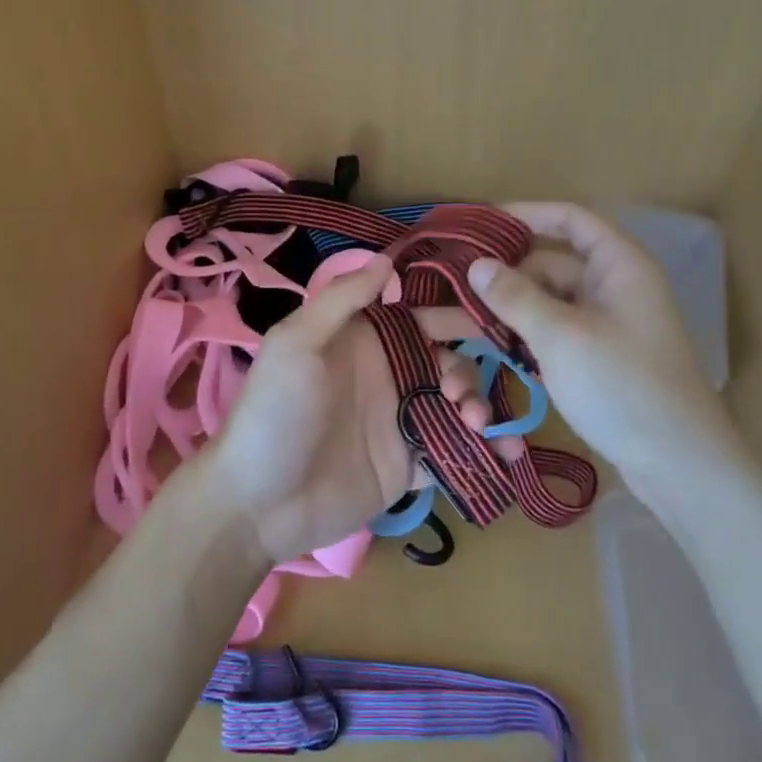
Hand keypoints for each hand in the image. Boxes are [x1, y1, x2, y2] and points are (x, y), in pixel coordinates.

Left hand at [204, 257, 486, 563]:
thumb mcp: (297, 343)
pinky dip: (481, 452)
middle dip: (468, 370)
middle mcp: (388, 376)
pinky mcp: (407, 465)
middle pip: (448, 361)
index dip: (456, 317)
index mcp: (365, 341)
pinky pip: (452, 451)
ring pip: (457, 404)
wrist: (259, 503)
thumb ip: (341, 299)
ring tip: (474, 424)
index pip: (422, 319)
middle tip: (460, 395)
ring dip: (477, 408)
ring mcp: (399, 422)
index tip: (492, 322)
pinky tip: (502, 457)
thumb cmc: (276, 412)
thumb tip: (387, 258)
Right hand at [467, 203, 737, 471]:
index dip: (525, 214)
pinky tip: (482, 351)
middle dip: (498, 278)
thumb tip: (477, 265)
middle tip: (446, 289)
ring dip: (501, 314)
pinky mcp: (596, 360)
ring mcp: (604, 326)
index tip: (479, 224)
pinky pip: (550, 335)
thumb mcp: (561, 336)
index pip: (569, 219)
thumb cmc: (622, 386)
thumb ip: (515, 296)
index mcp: (617, 265)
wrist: (680, 466)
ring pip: (543, 305)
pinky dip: (520, 339)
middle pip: (547, 265)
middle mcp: (611, 287)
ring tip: (445, 326)